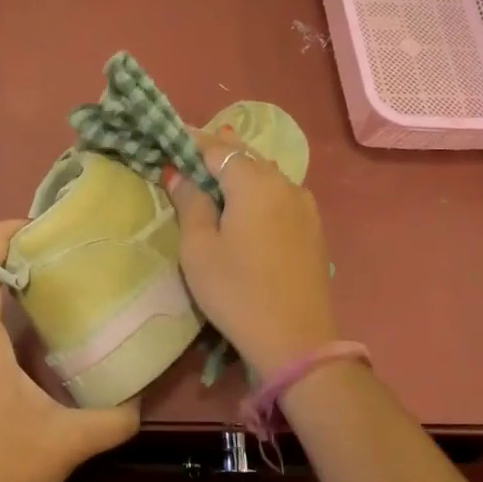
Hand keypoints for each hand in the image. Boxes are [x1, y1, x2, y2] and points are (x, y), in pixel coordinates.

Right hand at [167, 130, 339, 374]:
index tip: (169, 142)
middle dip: (217, 151)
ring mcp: (304, 204)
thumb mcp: (199, 249)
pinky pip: (280, 193)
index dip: (191, 143)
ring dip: (240, 170)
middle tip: (189, 154)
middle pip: (245, 155)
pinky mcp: (313, 226)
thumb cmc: (237, 292)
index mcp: (253, 182)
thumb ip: (190, 203)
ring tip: (215, 175)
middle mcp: (284, 182)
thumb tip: (180, 174)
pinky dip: (259, 189)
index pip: (217, 148)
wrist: (296, 339)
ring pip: (266, 173)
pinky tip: (247, 203)